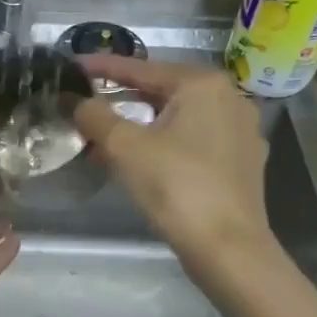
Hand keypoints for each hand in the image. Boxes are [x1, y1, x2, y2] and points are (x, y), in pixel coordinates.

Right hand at [73, 57, 275, 275]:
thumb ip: (95, 116)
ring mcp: (241, 131)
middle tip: (87, 104)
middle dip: (122, 100)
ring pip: (178, 118)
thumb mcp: (124, 148)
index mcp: (203, 85)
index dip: (104, 67)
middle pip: (162, 91)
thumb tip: (76, 101)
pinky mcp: (242, 162)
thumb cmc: (176, 187)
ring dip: (141, 125)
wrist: (228, 249)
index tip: (74, 66)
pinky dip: (164, 144)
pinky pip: (194, 141)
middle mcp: (229, 98)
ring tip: (106, 137)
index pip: (142, 68)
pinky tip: (142, 161)